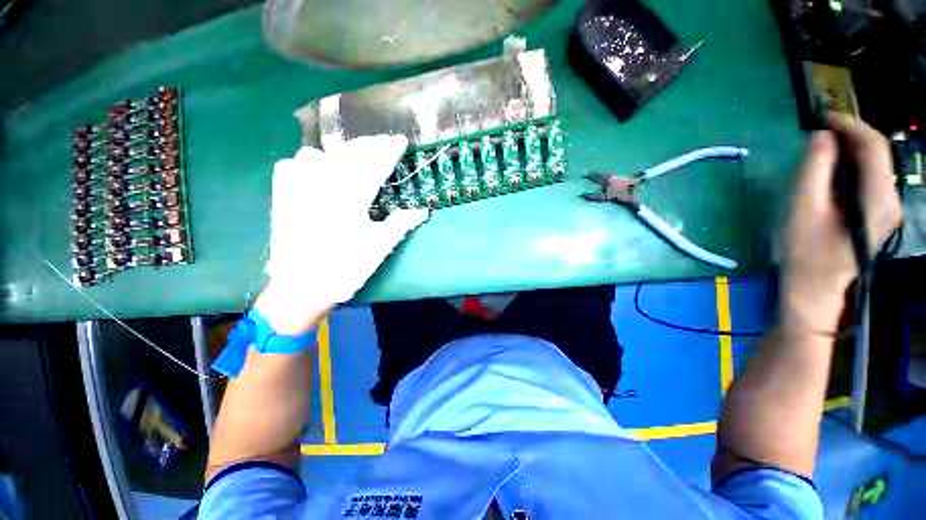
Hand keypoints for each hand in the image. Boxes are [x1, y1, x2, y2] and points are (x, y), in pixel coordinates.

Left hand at [258, 135, 428, 333]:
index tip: (400, 141)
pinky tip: (316, 167)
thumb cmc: (345, 268)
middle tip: (383, 142)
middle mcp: (322, 186)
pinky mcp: (282, 196)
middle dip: (368, 145)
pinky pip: (292, 164)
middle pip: (348, 155)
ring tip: (354, 156)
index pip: (373, 165)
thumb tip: (423, 211)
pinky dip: (307, 161)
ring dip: (340, 151)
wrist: (300, 287)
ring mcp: (297, 189)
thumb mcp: (379, 247)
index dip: (388, 151)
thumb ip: (401, 224)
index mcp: (350, 199)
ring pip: (319, 153)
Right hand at [779, 115, 901, 330]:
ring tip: (822, 151)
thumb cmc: (804, 251)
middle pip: (878, 156)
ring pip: (874, 167)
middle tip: (819, 134)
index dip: (851, 126)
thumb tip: (820, 136)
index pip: (874, 148)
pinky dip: (851, 169)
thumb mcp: (802, 208)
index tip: (825, 117)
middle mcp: (891, 201)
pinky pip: (870, 181)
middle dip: (850, 138)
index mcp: (877, 200)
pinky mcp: (879, 215)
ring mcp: (888, 210)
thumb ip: (813, 169)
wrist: (814, 286)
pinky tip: (832, 173)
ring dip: (850, 153)